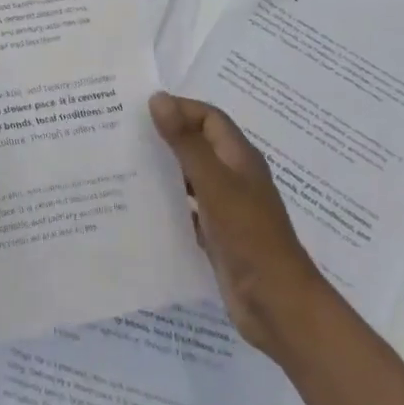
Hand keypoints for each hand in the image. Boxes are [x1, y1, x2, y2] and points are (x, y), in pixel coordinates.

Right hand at [149, 91, 322, 354]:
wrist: (278, 306)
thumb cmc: (249, 236)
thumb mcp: (214, 184)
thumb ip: (186, 142)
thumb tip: (158, 98)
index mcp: (239, 157)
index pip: (207, 117)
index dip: (179, 109)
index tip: (141, 112)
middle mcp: (233, 177)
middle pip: (197, 144)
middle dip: (166, 137)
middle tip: (125, 135)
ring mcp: (226, 208)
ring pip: (190, 177)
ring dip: (164, 170)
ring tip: (125, 167)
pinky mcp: (217, 235)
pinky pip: (188, 209)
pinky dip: (168, 203)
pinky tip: (141, 207)